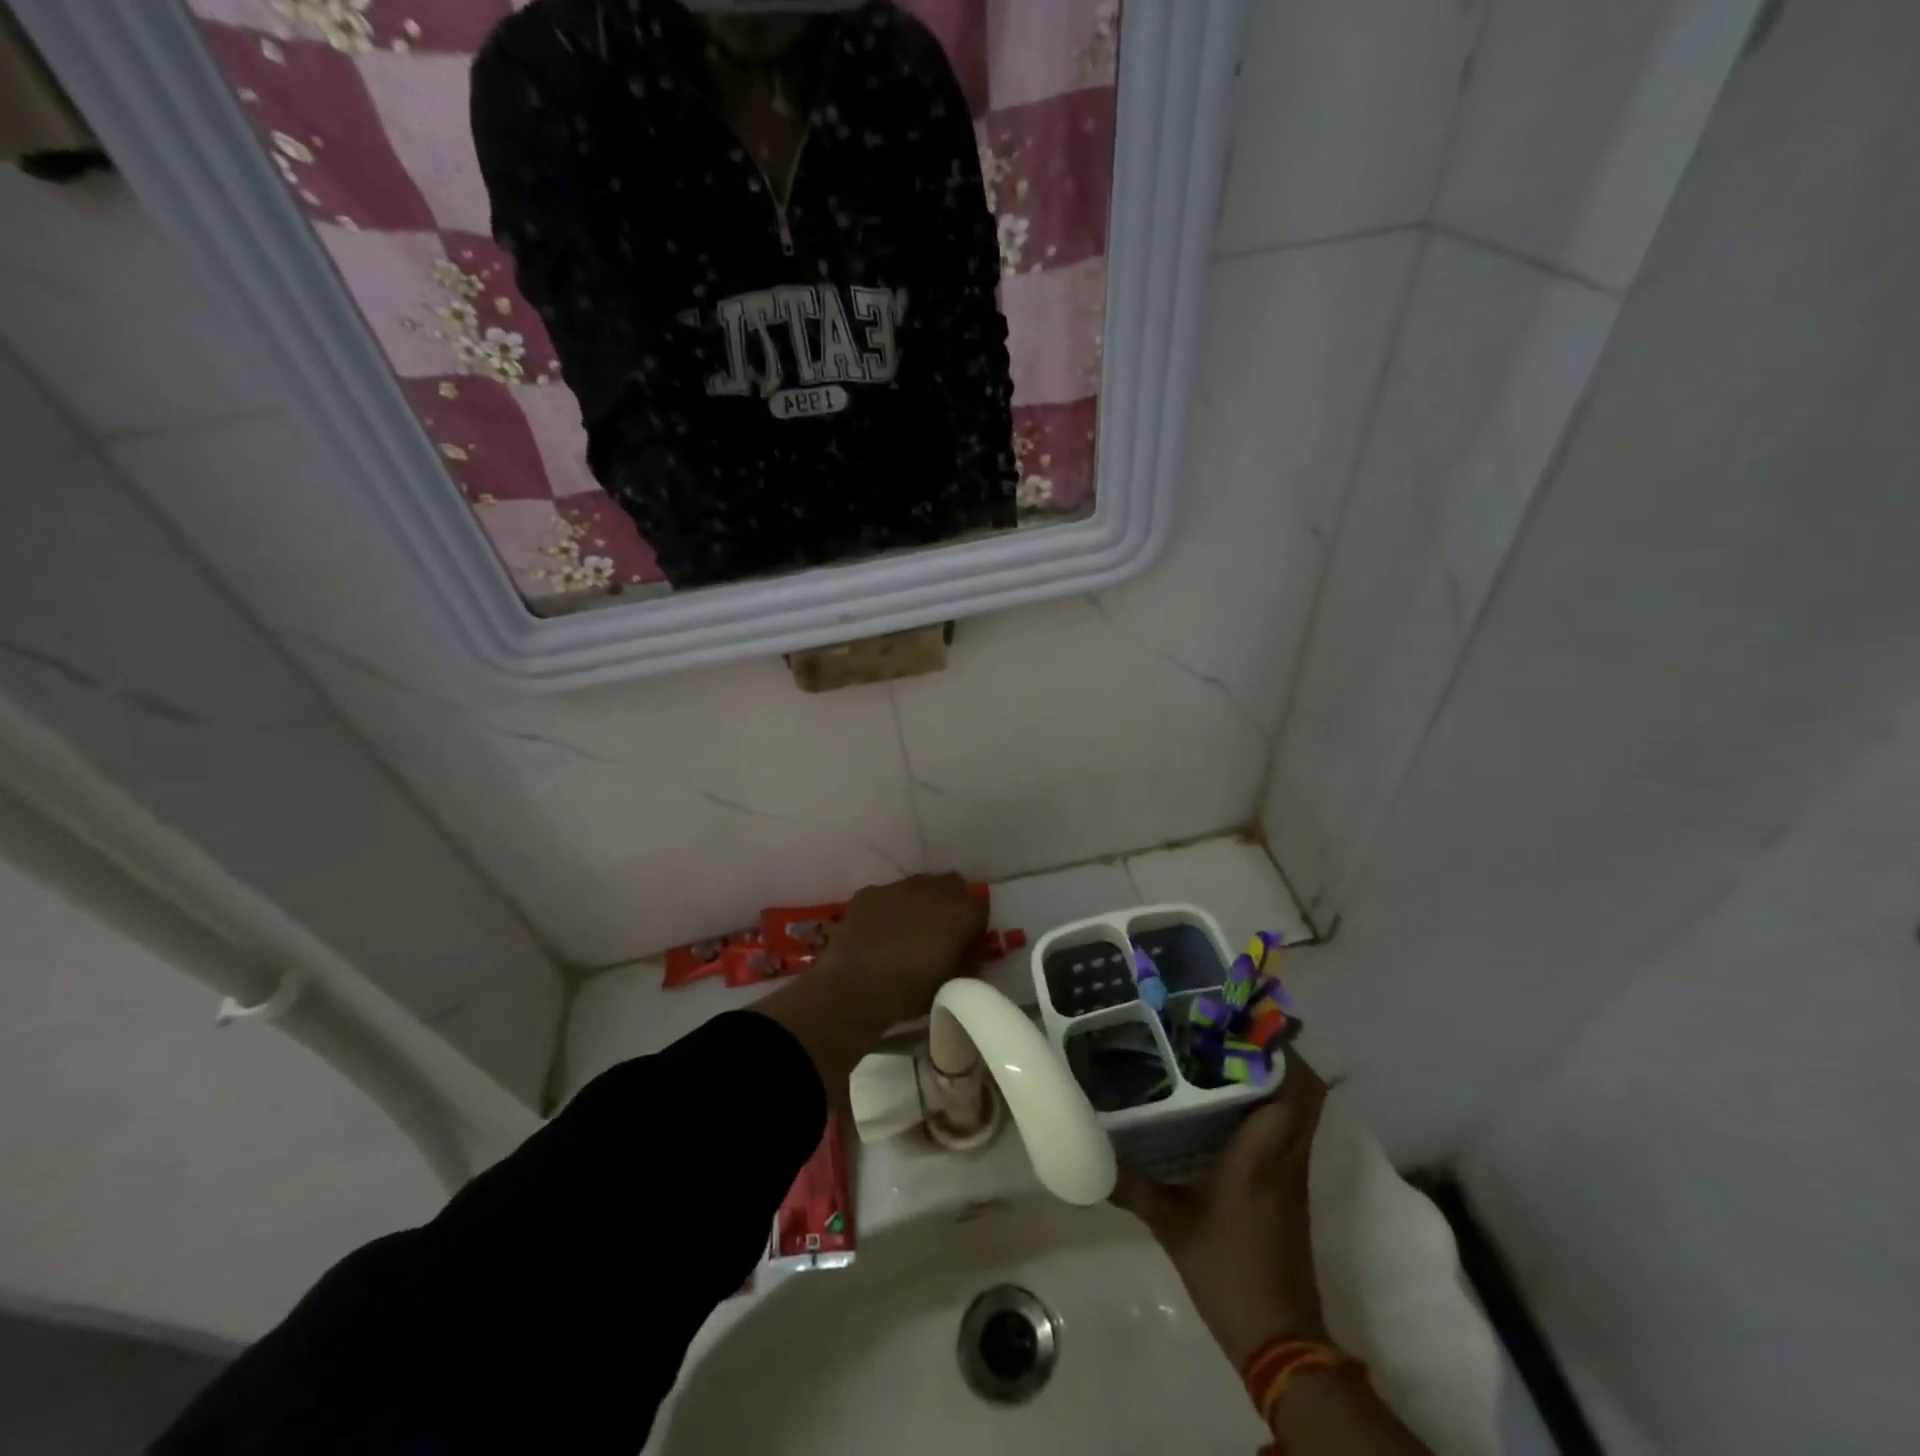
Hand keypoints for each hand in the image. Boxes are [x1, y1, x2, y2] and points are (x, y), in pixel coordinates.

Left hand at [817, 873, 985, 1026]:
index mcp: (961, 912)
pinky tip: (878, 931)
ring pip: (919, 886)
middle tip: (940, 931)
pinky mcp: (871, 891)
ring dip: (921, 902)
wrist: (854, 984)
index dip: (975, 926)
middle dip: (951, 903)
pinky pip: (888, 895)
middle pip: (953, 886)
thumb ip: (968, 963)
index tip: (966, 944)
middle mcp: (934, 889)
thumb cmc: (910, 989)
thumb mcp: (951, 984)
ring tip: (907, 931)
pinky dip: (889, 908)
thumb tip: (970, 954)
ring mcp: (900, 887)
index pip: (981, 907)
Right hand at [1112, 1054, 1329, 1366]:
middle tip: (1234, 1033)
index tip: (1246, 1023)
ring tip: (1227, 1058)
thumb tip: (1091, 1158)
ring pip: (1301, 1112)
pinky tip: (1231, 1108)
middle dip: (1279, 1056)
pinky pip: (1290, 1133)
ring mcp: (1292, 1175)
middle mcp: (1285, 1156)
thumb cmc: (1226, 1271)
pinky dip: (1272, 1110)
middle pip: (1305, 1093)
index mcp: (1261, 1155)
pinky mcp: (1291, 1191)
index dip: (1279, 1052)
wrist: (1279, 1339)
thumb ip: (1132, 1185)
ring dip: (1276, 1081)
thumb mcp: (1171, 1225)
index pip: (1291, 1090)